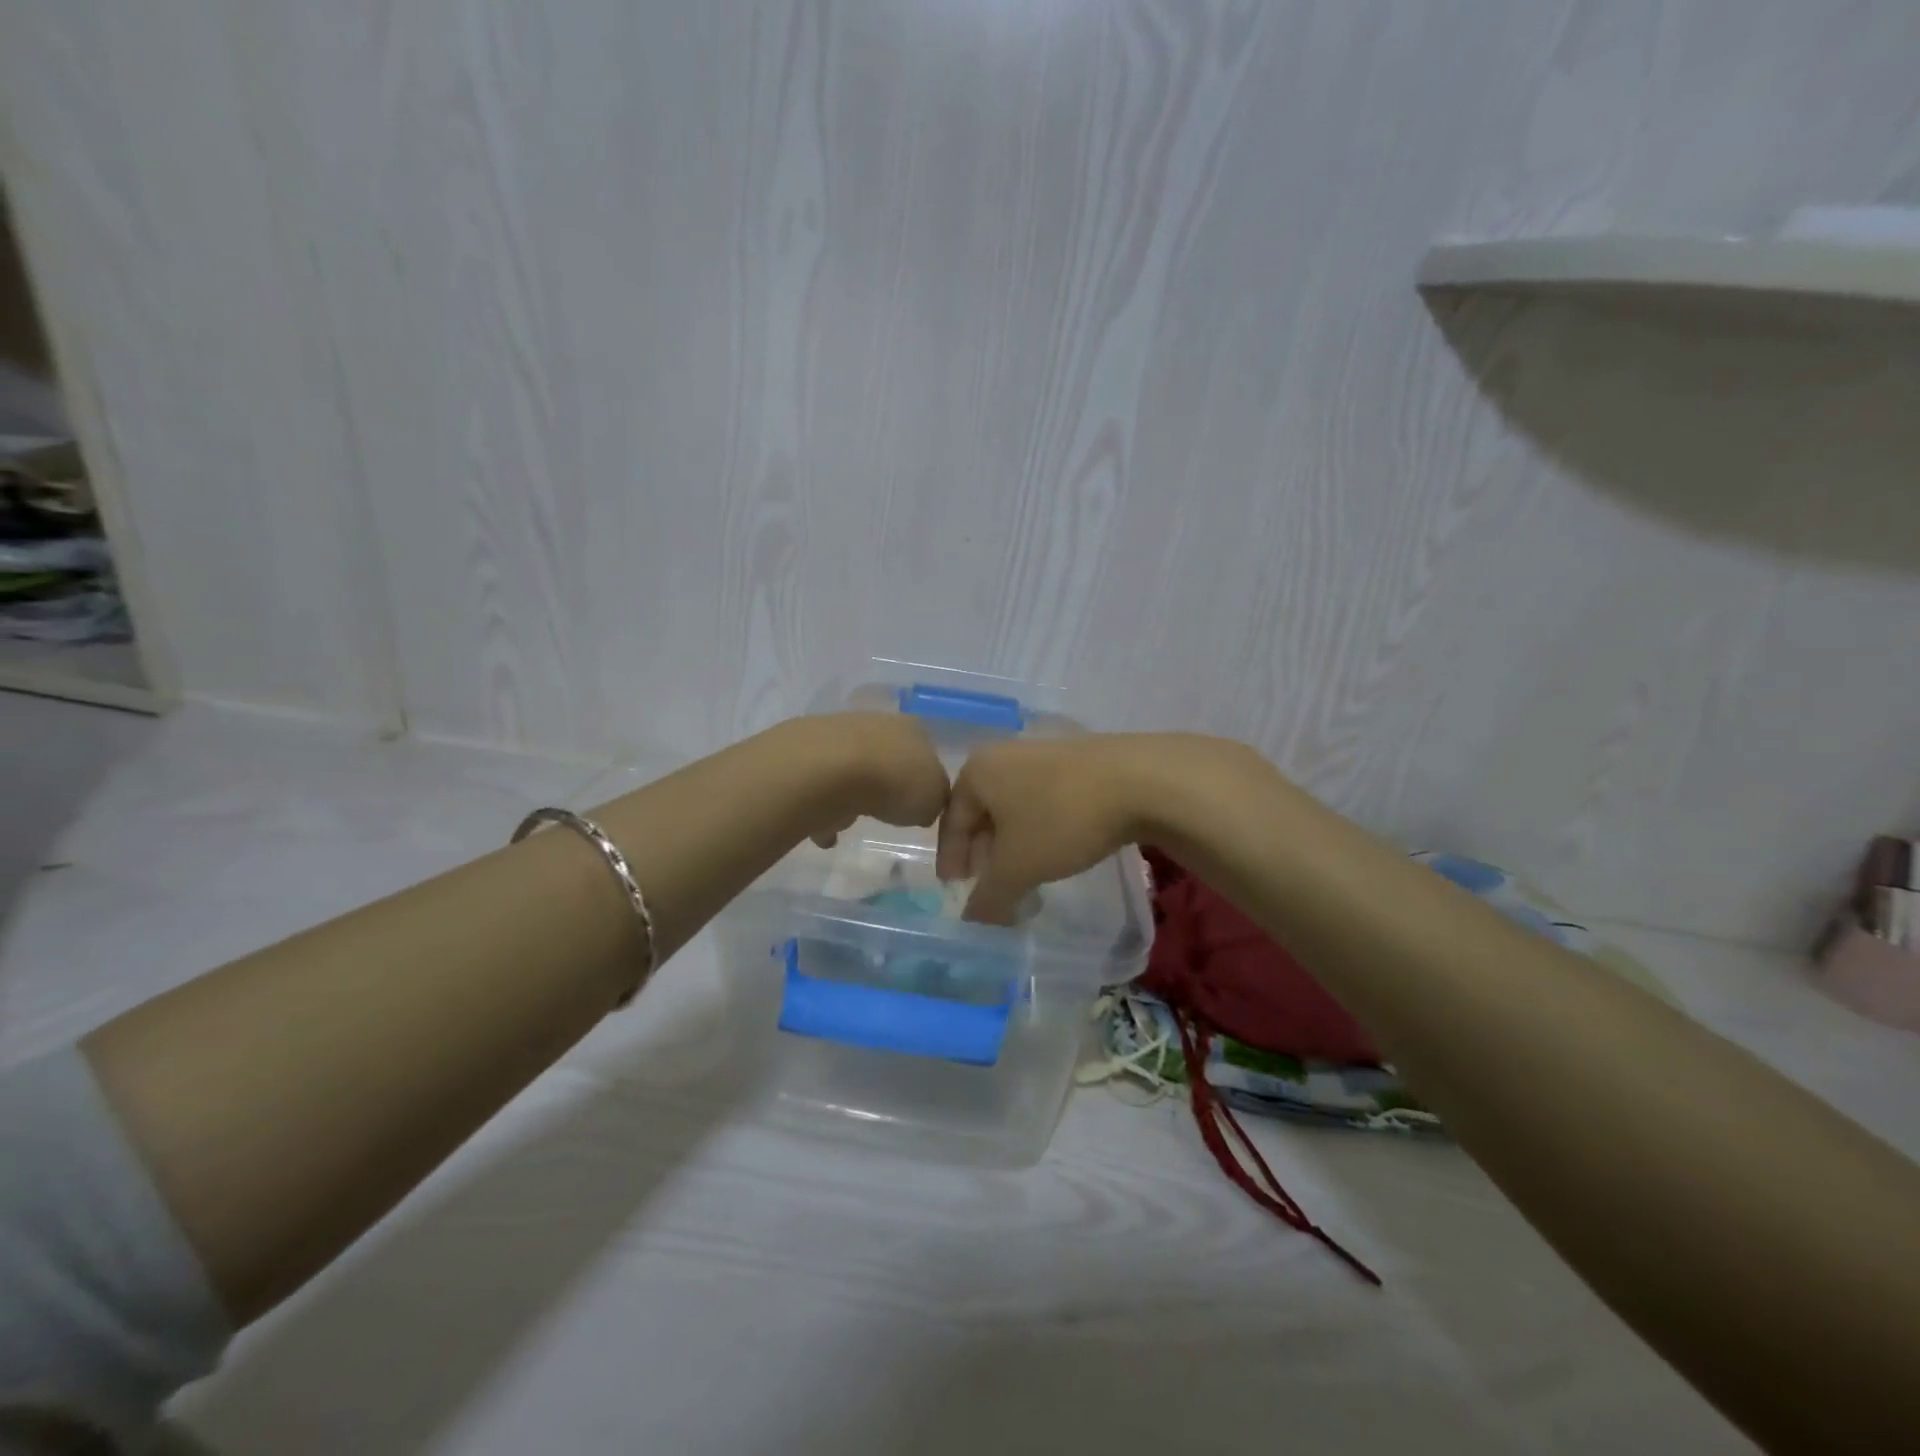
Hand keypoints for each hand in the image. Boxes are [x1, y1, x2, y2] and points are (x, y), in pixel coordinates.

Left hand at [797, 713, 949, 846]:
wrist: (829, 770)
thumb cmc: (894, 781)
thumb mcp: (934, 799)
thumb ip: (934, 800)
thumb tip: (924, 804)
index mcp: (912, 729)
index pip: (925, 753)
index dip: (922, 780)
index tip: (917, 805)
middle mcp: (876, 722)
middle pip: (886, 758)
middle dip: (885, 785)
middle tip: (885, 812)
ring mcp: (837, 733)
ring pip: (850, 770)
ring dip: (851, 795)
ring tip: (850, 823)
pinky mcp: (805, 752)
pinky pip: (821, 787)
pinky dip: (823, 808)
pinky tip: (824, 833)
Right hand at [935, 734, 1165, 922]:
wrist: (1139, 779)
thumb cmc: (1061, 818)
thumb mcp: (1018, 867)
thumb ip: (988, 896)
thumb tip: (972, 917)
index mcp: (977, 771)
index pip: (950, 823)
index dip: (952, 863)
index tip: (957, 893)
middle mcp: (1003, 756)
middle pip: (982, 814)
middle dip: (985, 857)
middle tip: (994, 891)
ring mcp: (1041, 754)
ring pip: (1015, 809)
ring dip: (1014, 847)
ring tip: (1027, 878)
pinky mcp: (1075, 761)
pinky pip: (1043, 801)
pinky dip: (1040, 831)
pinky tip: (1058, 853)